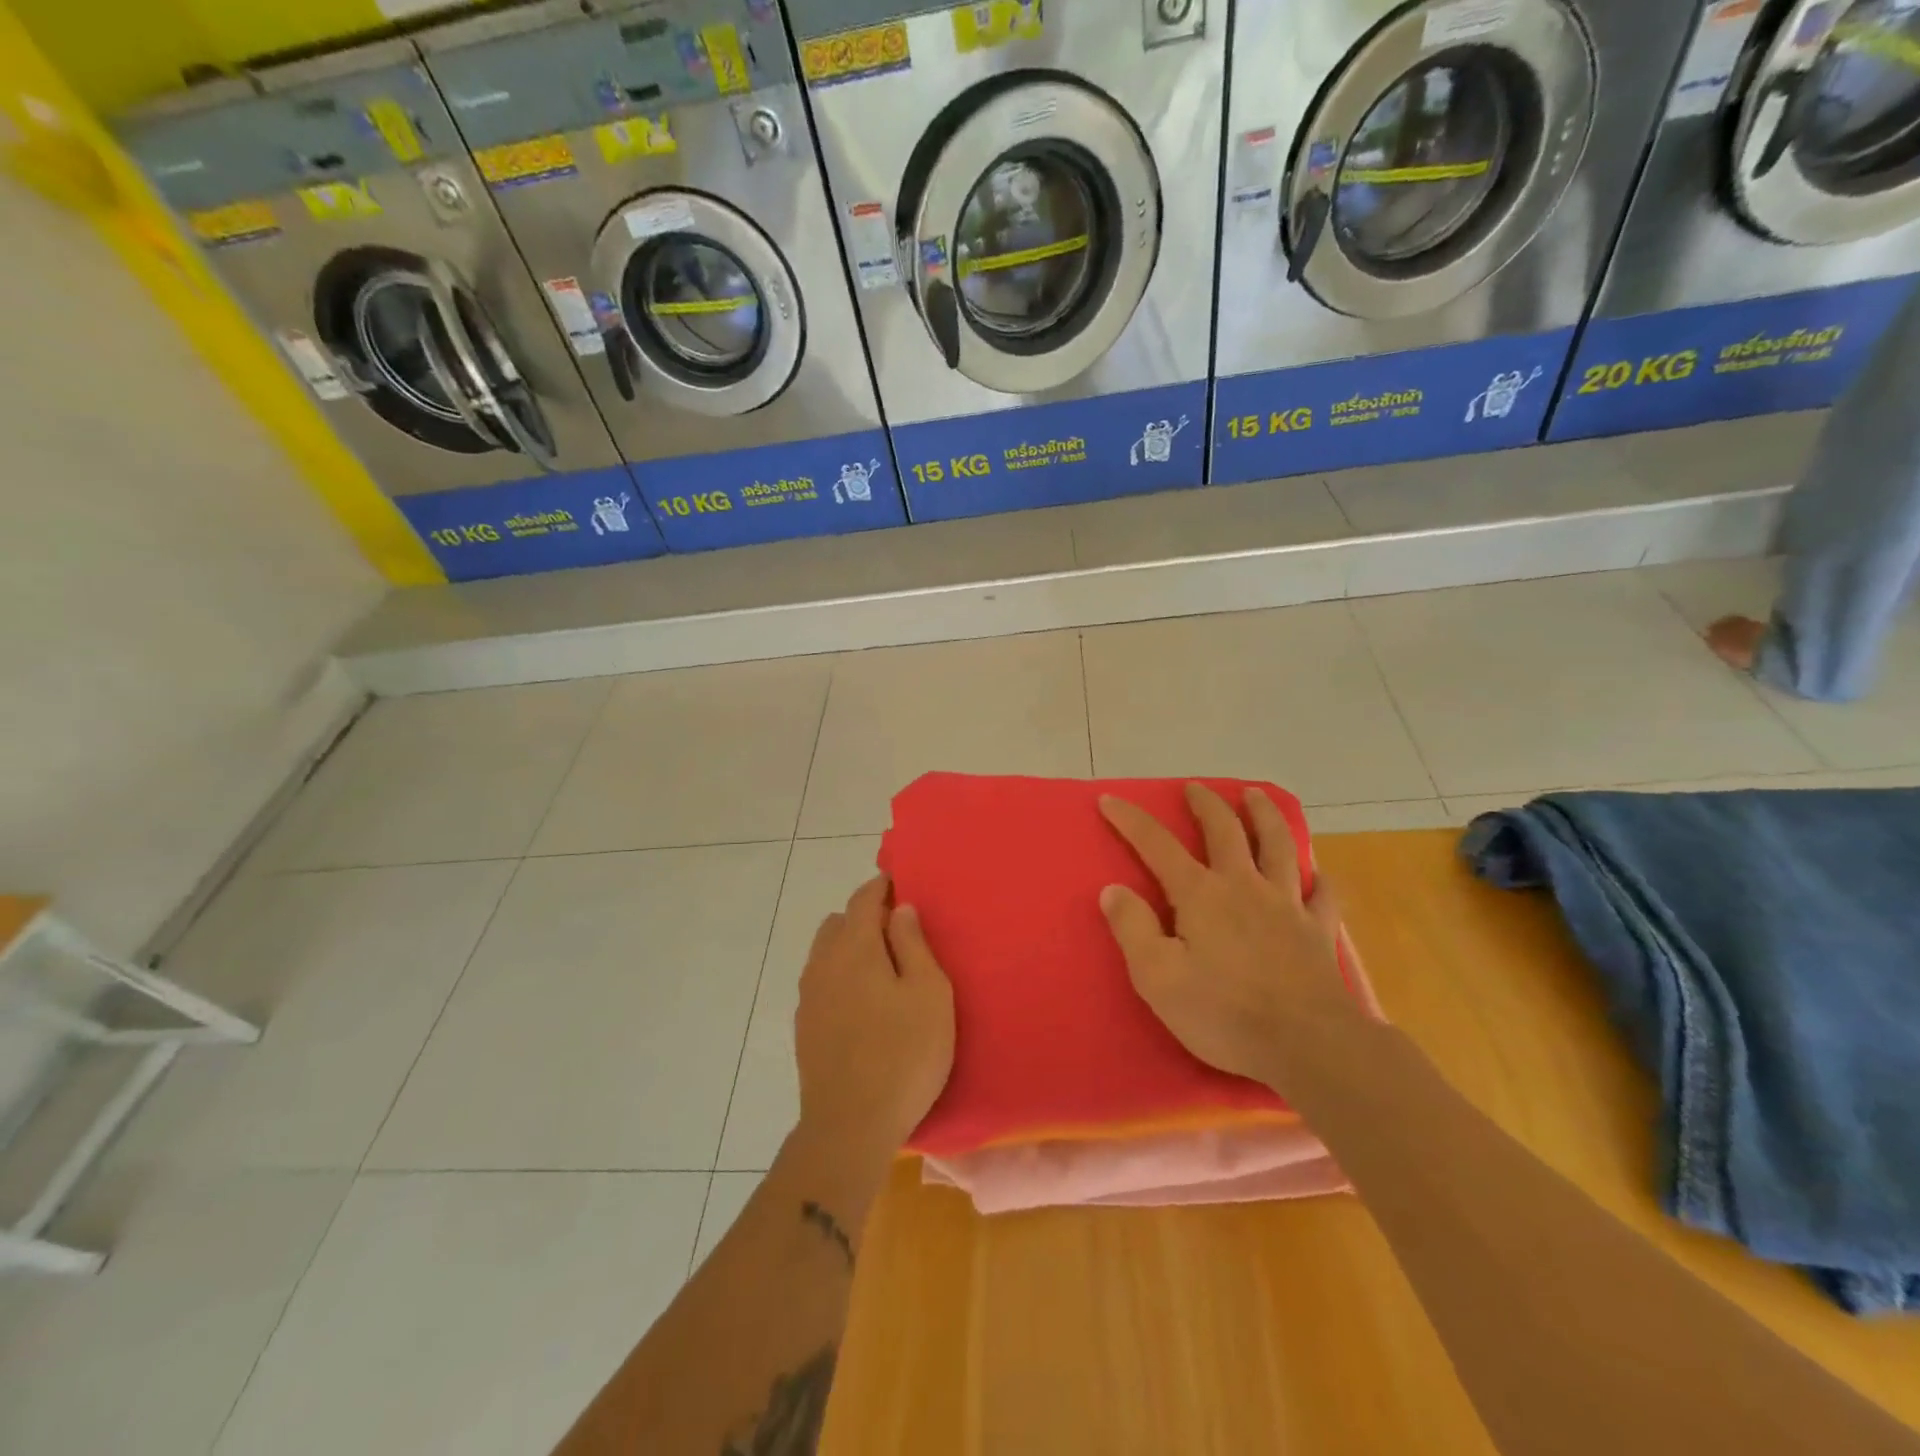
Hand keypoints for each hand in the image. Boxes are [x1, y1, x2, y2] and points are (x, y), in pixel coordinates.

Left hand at [793, 876, 954, 1164]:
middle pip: (839, 923)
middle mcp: (823, 964)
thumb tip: (900, 909)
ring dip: (849, 946)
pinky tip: (862, 1002)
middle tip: (897, 932)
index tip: (899, 884)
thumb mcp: (928, 994)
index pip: (863, 899)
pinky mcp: (804, 1027)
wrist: (849, 1126)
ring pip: (825, 952)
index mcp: (854, 948)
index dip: (881, 887)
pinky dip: (839, 975)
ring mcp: (808, 997)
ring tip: (881, 968)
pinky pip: (821, 982)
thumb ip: (914, 944)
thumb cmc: (903, 1054)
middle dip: (864, 916)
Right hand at [1098, 783, 1354, 1087]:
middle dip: (1206, 805)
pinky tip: (1317, 874)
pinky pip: (1321, 895)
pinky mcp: (1318, 931)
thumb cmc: (1223, 1012)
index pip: (1158, 845)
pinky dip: (1317, 879)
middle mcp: (1244, 886)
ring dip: (1265, 816)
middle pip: (1226, 831)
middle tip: (1195, 788)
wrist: (1308, 1045)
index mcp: (1201, 894)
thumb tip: (1113, 890)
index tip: (1110, 799)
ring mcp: (1287, 905)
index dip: (1132, 820)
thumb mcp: (1157, 977)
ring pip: (1278, 846)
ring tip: (1255, 795)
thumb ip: (1132, 928)